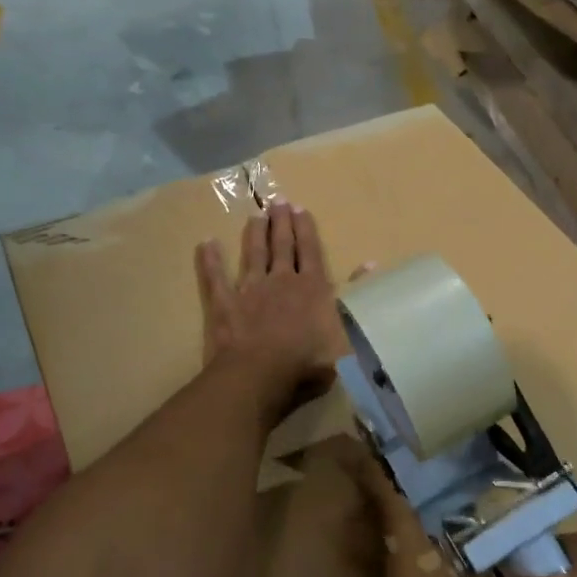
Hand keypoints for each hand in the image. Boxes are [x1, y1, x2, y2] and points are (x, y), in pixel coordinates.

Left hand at [196, 201, 348, 421]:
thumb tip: (371, 264)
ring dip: (255, 234)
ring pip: (253, 254)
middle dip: (281, 223)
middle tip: (278, 202)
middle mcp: (282, 280)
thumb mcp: (346, 332)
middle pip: (282, 246)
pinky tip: (205, 243)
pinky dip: (210, 260)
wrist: (260, 375)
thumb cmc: (308, 361)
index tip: (301, 209)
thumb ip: (355, 295)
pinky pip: (215, 277)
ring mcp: (250, 290)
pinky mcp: (224, 304)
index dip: (306, 230)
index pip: (310, 252)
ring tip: (255, 216)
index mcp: (313, 288)